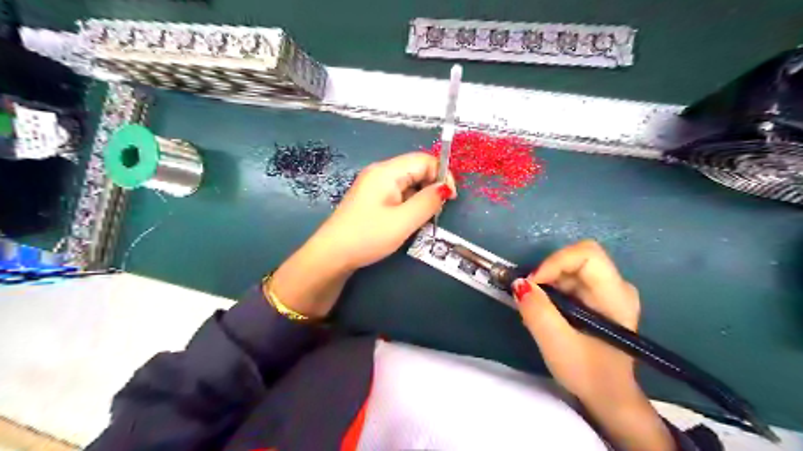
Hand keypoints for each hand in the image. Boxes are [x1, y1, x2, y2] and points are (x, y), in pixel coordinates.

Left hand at [269, 154, 454, 317]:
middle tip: (436, 211)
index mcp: (387, 171)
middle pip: (416, 169)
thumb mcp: (403, 221)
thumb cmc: (368, 236)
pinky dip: (409, 203)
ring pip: (409, 183)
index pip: (424, 160)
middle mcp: (380, 172)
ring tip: (422, 219)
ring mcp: (374, 185)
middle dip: (432, 187)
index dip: (442, 175)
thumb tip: (445, 188)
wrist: (332, 255)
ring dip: (421, 197)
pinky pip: (398, 193)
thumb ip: (428, 202)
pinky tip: (408, 220)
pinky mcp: (372, 198)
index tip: (450, 198)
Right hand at [510, 242, 672, 450]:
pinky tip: (546, 313)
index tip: (533, 284)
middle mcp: (616, 286)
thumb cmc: (588, 373)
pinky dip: (551, 291)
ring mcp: (607, 291)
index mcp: (616, 294)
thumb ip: (537, 312)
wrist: (608, 397)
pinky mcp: (596, 298)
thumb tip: (518, 283)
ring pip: (568, 269)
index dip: (555, 262)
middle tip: (529, 298)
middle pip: (575, 259)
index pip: (586, 254)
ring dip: (546, 284)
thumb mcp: (557, 344)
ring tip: (536, 310)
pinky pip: (568, 281)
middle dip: (547, 274)